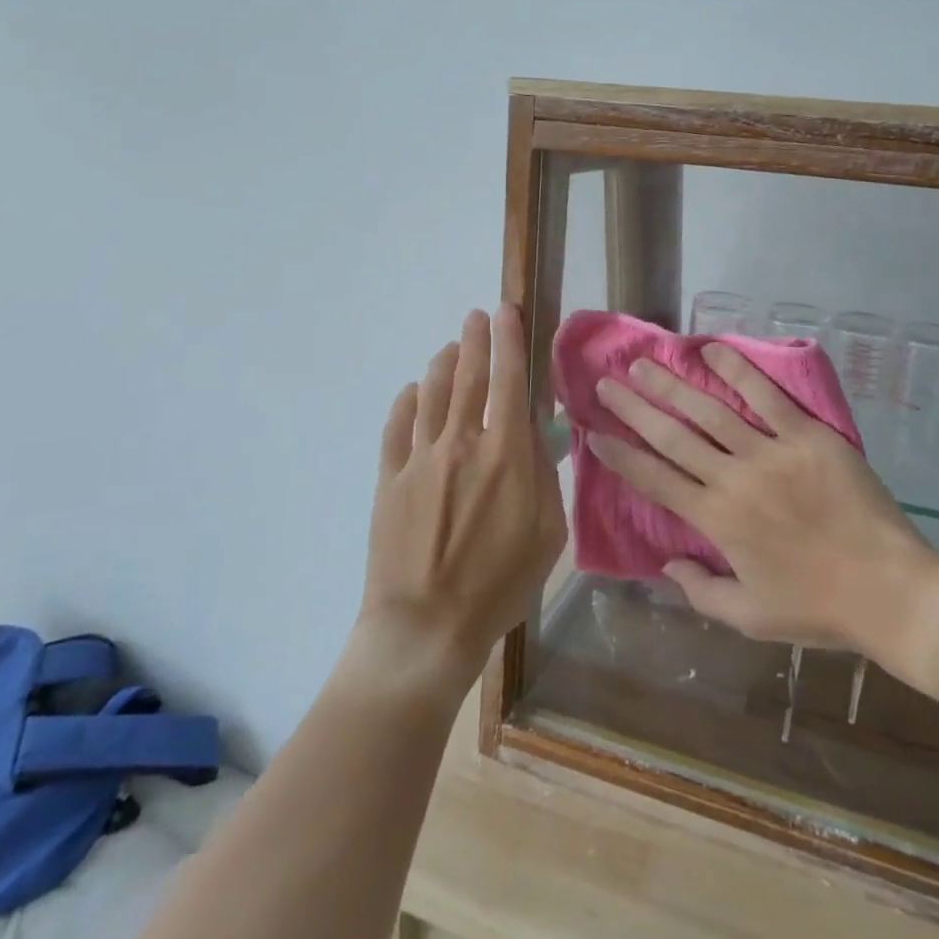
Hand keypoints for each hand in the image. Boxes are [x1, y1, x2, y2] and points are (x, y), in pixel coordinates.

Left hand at [358, 306, 566, 695]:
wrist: (425, 626)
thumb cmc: (500, 585)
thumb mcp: (549, 535)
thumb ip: (545, 478)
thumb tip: (536, 440)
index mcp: (506, 453)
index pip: (509, 380)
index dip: (508, 341)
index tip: (506, 312)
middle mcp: (461, 442)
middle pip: (467, 377)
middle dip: (473, 340)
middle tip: (476, 316)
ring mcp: (420, 458)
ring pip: (429, 394)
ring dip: (441, 364)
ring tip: (449, 348)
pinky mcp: (389, 479)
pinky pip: (396, 427)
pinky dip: (405, 402)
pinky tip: (410, 392)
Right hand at [589, 342, 938, 661]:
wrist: (888, 589)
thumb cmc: (817, 607)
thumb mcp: (749, 618)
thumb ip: (700, 591)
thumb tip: (666, 564)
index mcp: (717, 521)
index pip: (655, 479)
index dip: (621, 455)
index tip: (594, 433)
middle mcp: (734, 479)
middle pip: (672, 436)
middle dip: (634, 407)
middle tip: (606, 382)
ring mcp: (771, 452)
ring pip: (710, 411)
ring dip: (672, 385)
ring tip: (644, 363)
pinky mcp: (808, 436)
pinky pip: (767, 396)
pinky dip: (738, 371)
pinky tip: (712, 350)